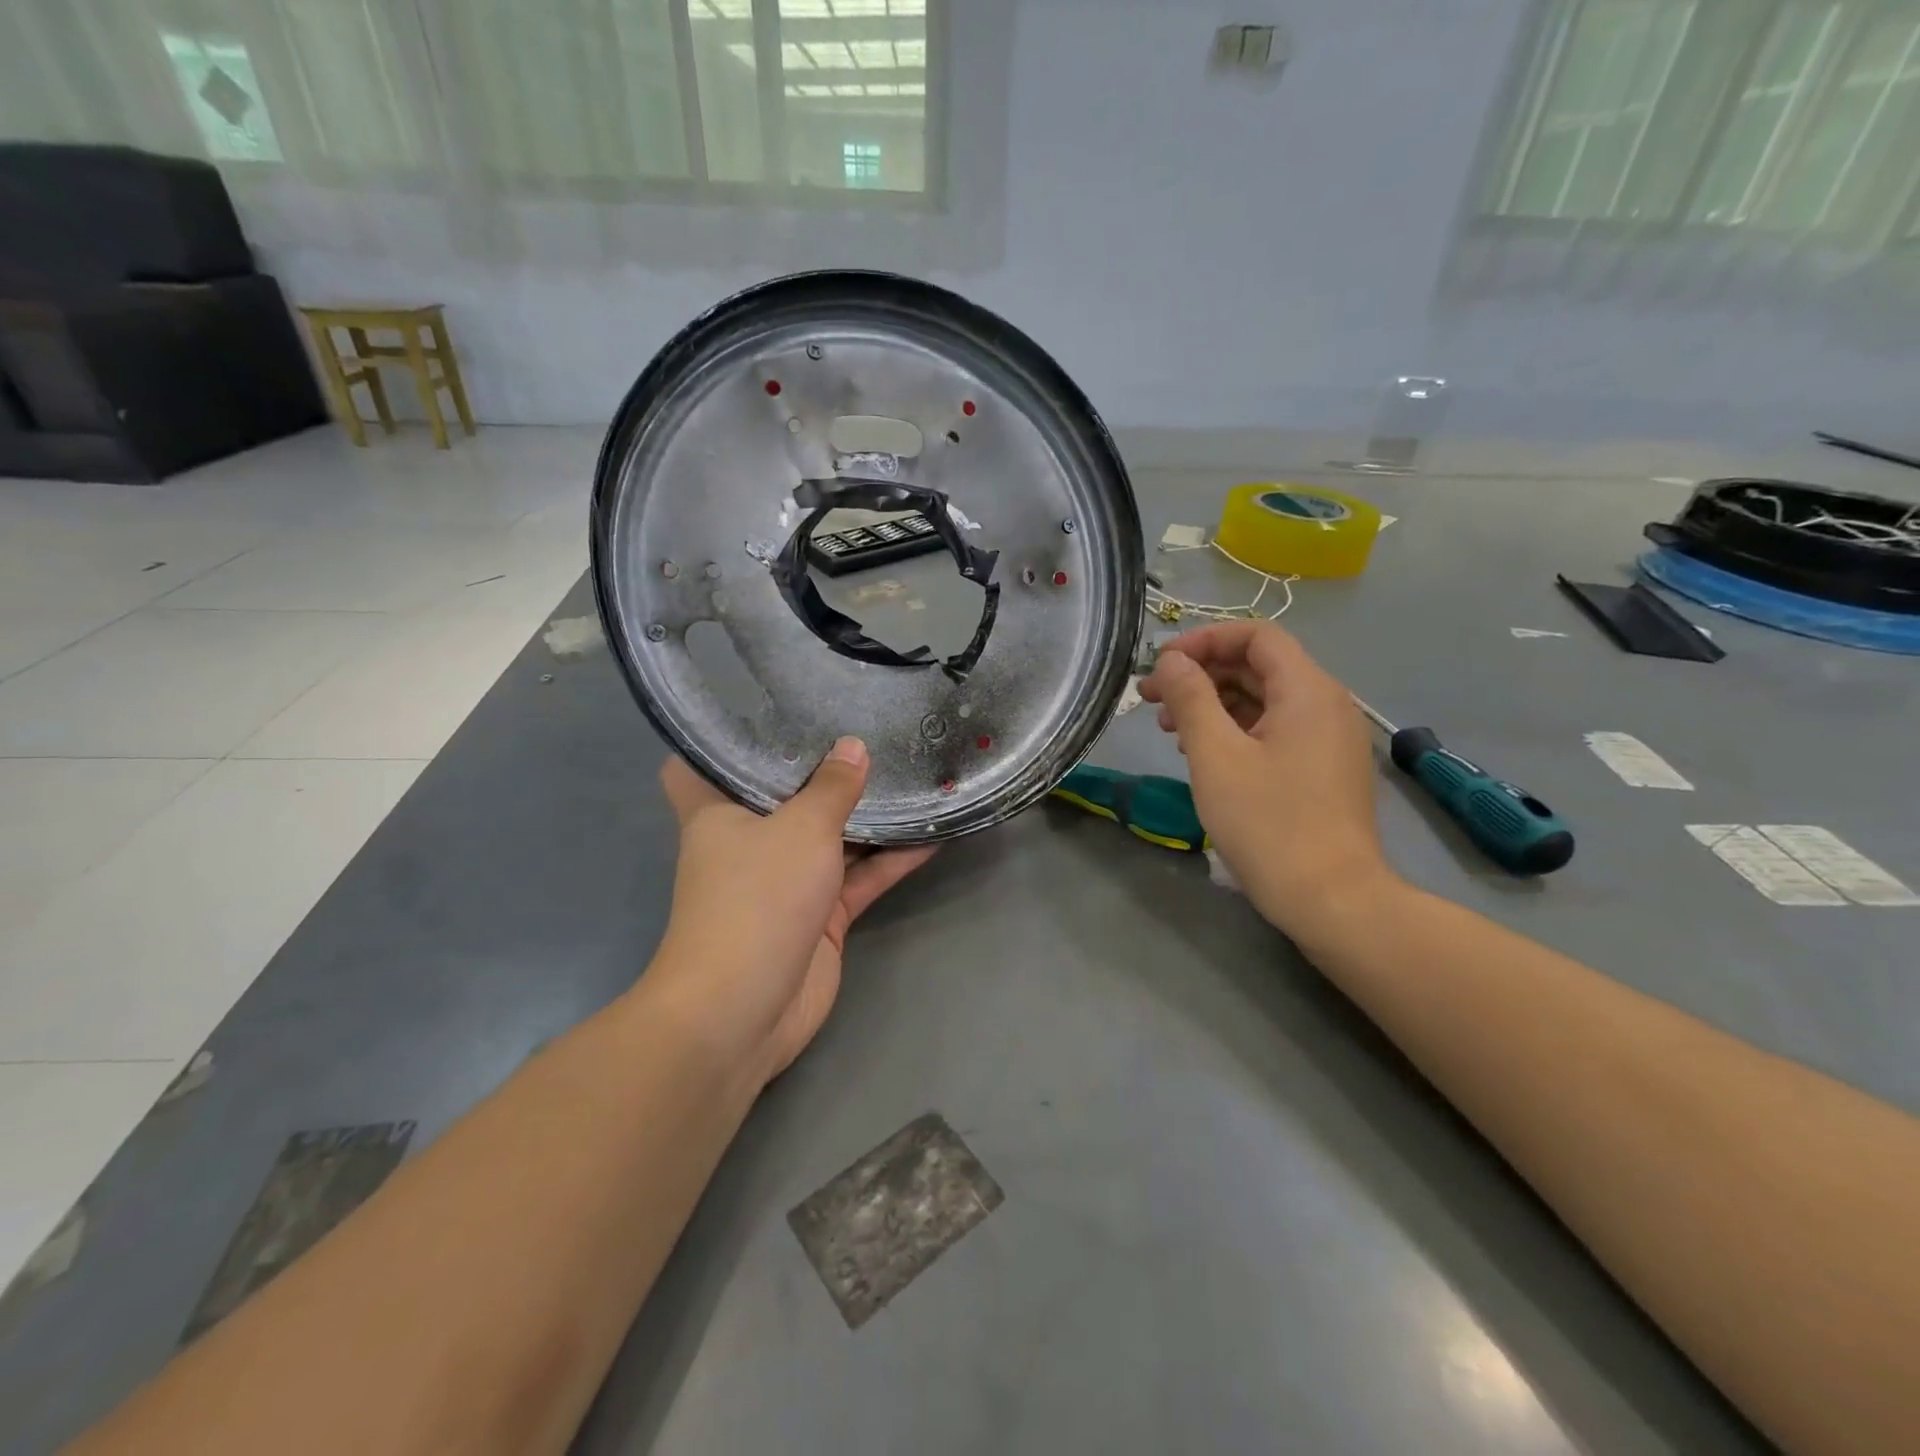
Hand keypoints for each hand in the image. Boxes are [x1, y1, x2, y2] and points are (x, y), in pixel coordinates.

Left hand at [648, 738, 934, 1090]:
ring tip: (910, 772)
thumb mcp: (801, 828)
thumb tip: (853, 747)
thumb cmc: (757, 898)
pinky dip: (890, 860)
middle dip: (819, 769)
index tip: (760, 708)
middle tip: (863, 727)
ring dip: (866, 815)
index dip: (720, 738)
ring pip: (829, 837)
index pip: (697, 765)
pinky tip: (932, 834)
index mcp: (718, 813)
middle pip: (783, 796)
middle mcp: (748, 842)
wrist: (745, 1009)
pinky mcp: (818, 916)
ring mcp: (785, 881)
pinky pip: (858, 878)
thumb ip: (833, 787)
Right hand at [1138, 621, 1392, 932]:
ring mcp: (1328, 738)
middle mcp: (1326, 704)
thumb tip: (1171, 661)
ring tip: (1168, 729)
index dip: (1204, 640)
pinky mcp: (1323, 768)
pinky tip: (1202, 753)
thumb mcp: (1216, 756)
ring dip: (1213, 703)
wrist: (1331, 898)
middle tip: (1152, 698)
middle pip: (1259, 666)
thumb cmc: (1268, 823)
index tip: (1162, 664)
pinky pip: (1275, 729)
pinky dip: (1235, 729)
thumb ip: (1191, 698)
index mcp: (1308, 691)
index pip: (1256, 635)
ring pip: (1264, 699)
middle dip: (1201, 674)